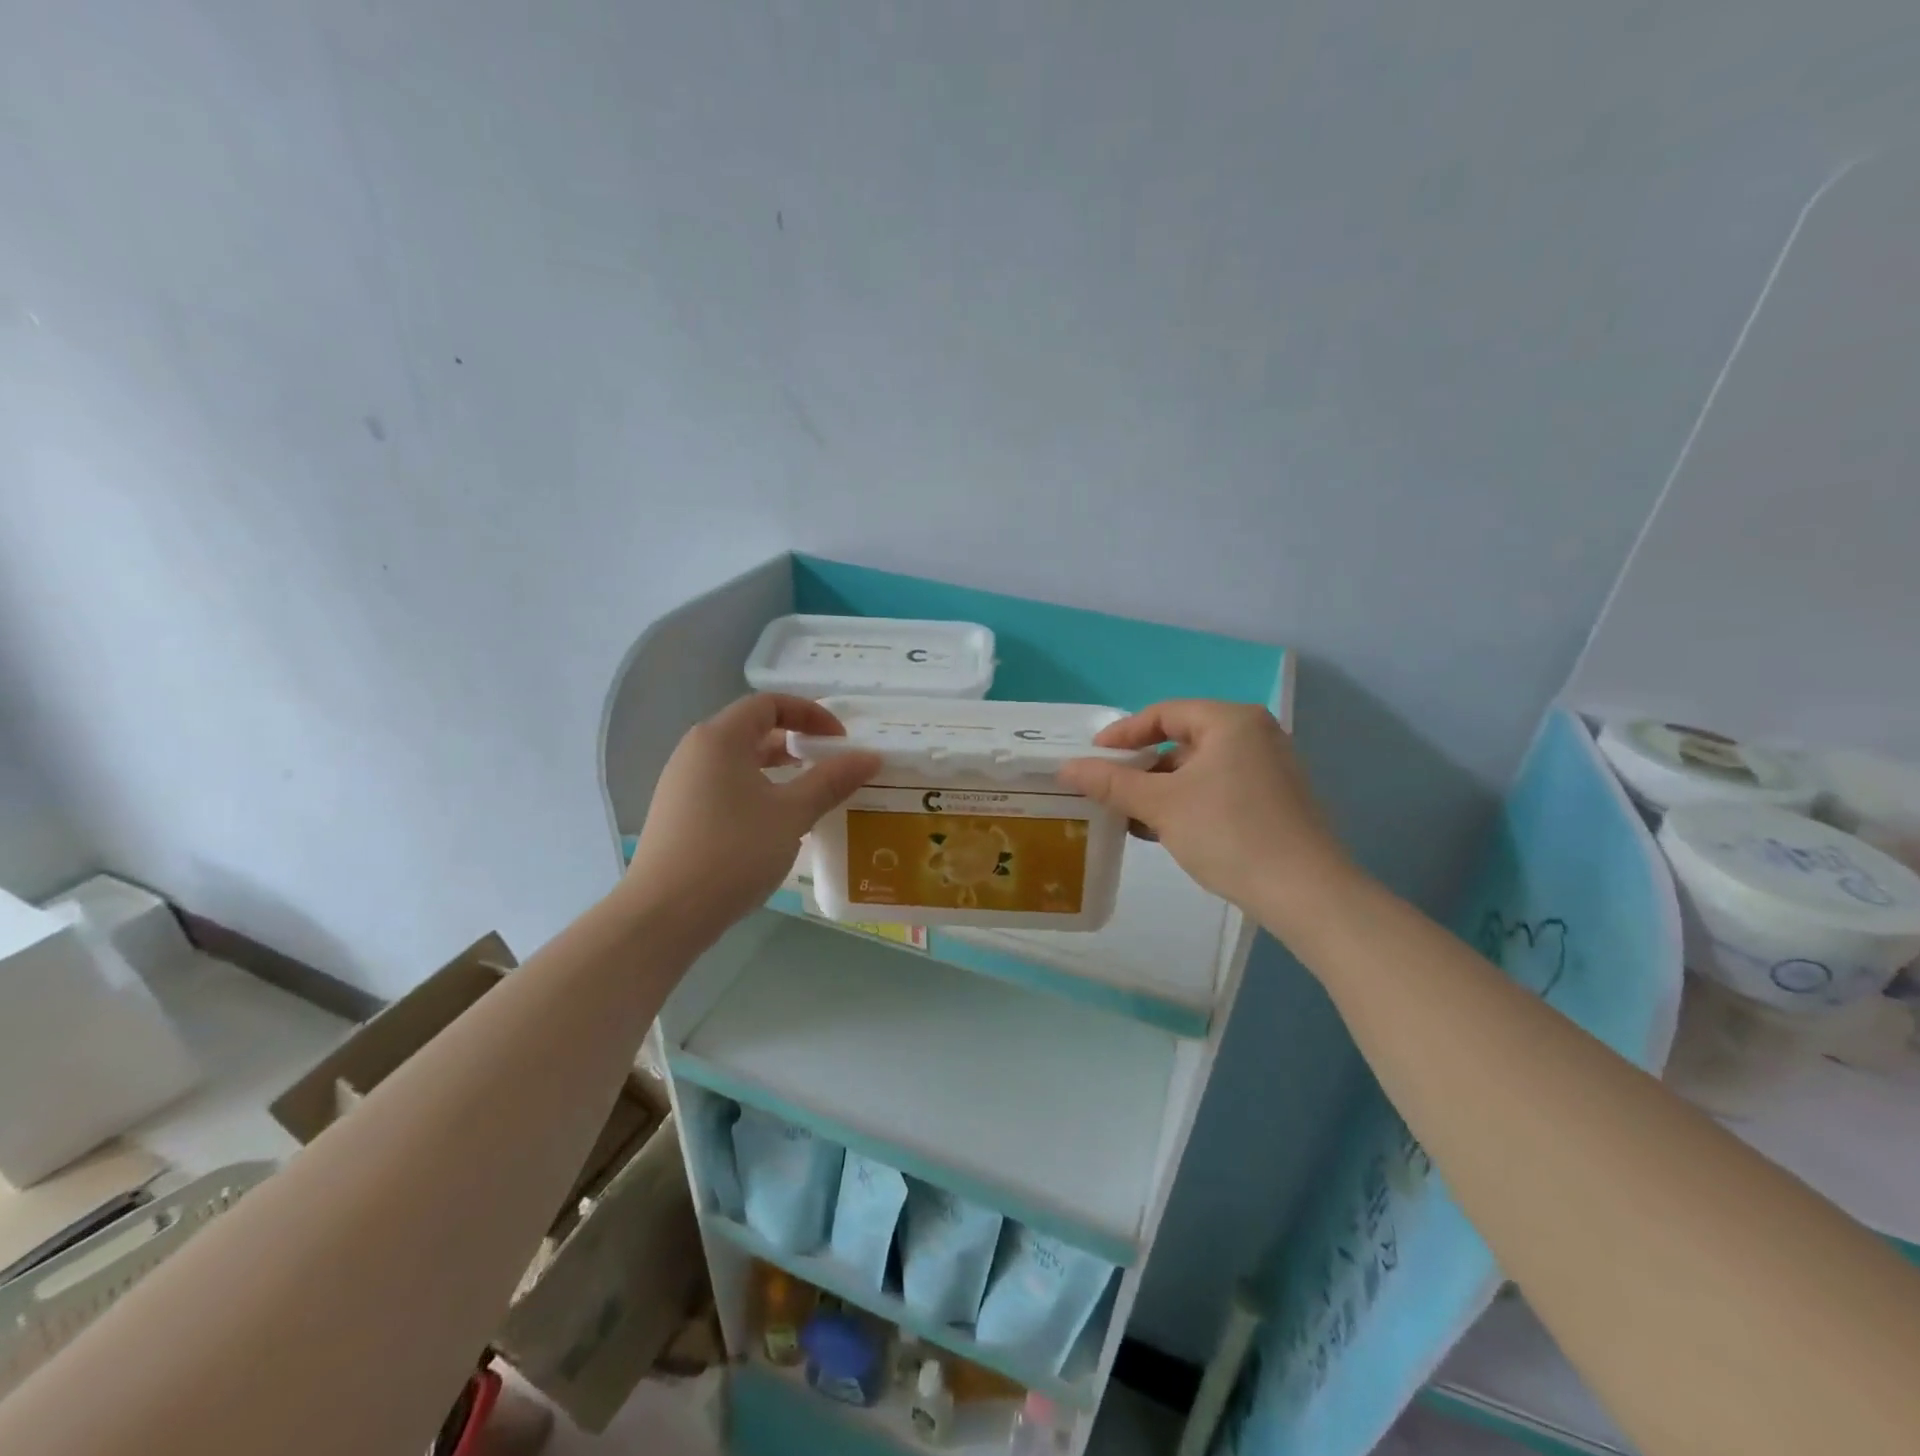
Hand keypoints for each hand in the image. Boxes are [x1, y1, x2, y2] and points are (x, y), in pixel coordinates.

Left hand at [627, 694, 880, 937]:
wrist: (664, 914)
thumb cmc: (733, 852)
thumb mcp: (792, 814)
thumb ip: (832, 780)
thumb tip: (870, 757)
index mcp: (720, 738)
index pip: (769, 703)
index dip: (810, 714)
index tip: (840, 740)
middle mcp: (696, 750)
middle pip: (752, 729)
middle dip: (796, 741)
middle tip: (829, 765)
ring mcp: (682, 783)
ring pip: (738, 760)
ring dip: (777, 768)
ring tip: (809, 793)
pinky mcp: (679, 813)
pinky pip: (725, 785)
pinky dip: (756, 789)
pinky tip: (775, 822)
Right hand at [1057, 700, 1353, 924]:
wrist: (1305, 893)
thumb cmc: (1229, 833)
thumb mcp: (1161, 805)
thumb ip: (1111, 782)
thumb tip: (1066, 768)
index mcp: (1231, 721)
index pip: (1164, 714)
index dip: (1123, 734)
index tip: (1092, 757)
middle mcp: (1254, 736)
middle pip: (1181, 740)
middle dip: (1141, 766)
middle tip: (1107, 788)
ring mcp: (1269, 769)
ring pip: (1199, 769)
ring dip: (1160, 789)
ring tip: (1128, 814)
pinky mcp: (1273, 801)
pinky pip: (1218, 790)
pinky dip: (1187, 803)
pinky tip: (1161, 831)